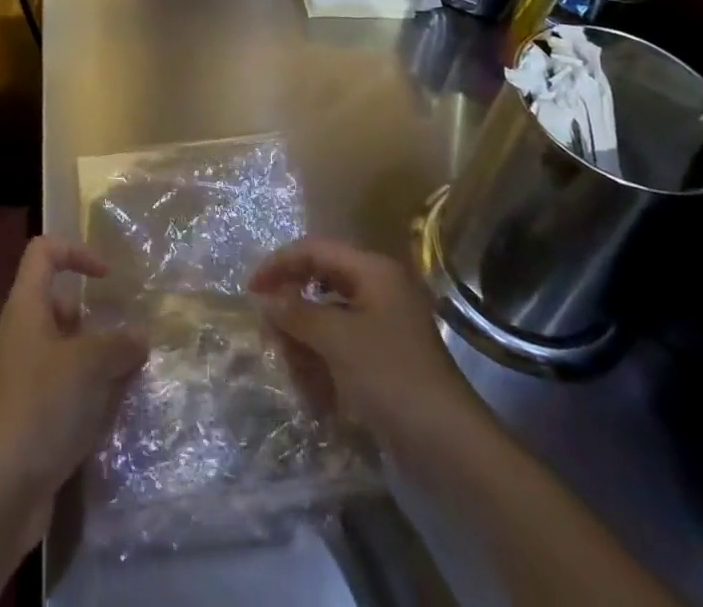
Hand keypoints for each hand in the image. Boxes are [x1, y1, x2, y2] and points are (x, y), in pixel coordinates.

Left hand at [0, 237, 148, 540]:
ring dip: (100, 357)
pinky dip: (92, 390)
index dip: (76, 252)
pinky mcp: (33, 412)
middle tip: (132, 334)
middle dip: (98, 317)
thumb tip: (140, 335)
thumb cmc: (42, 407)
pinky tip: (116, 410)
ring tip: (133, 372)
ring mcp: (26, 374)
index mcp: (26, 307)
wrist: (1, 489)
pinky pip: (68, 385)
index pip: (44, 252)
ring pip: (69, 348)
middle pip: (61, 304)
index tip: (108, 277)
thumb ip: (119, 344)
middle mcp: (23, 333)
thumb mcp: (89, 366)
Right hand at [249, 238, 475, 438]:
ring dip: (304, 347)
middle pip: (317, 286)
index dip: (279, 265)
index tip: (249, 290)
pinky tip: (317, 399)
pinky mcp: (381, 363)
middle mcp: (377, 291)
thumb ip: (295, 312)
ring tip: (297, 379)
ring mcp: (380, 328)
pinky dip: (322, 369)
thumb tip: (262, 296)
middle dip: (292, 315)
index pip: (314, 250)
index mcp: (372, 272)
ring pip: (324, 322)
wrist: (452, 452)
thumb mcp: (337, 340)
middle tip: (271, 342)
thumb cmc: (393, 379)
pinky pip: (338, 351)